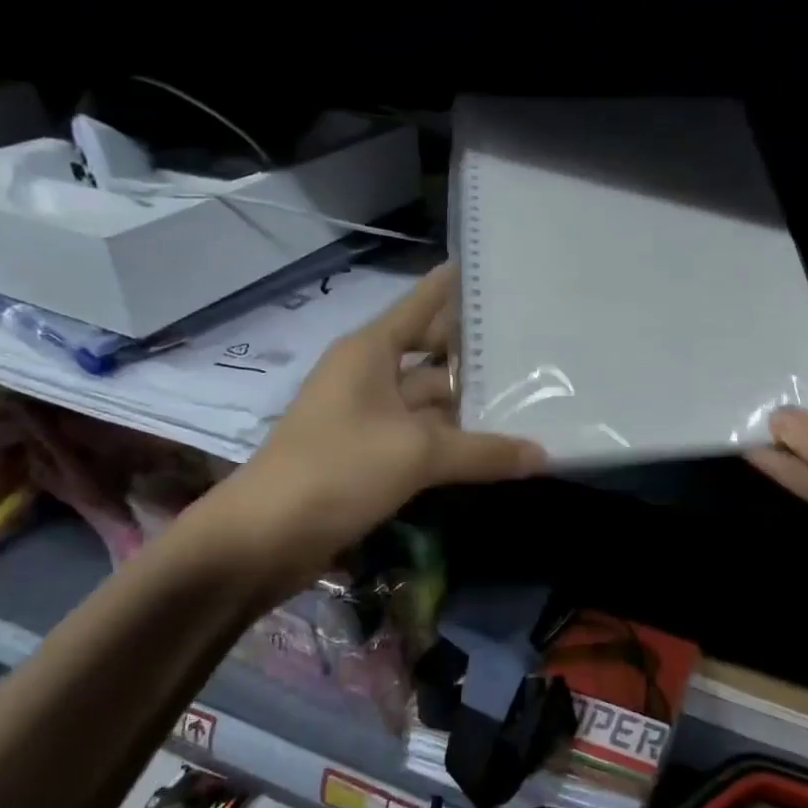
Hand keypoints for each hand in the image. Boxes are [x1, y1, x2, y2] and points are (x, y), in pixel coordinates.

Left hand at [190, 263, 545, 588]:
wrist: (263, 537)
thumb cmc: (336, 469)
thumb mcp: (417, 454)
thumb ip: (483, 451)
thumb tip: (543, 455)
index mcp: (370, 351)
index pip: (421, 303)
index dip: (452, 285)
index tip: (491, 269)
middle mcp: (368, 375)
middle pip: (431, 352)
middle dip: (475, 350)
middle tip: (532, 341)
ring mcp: (368, 416)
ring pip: (429, 399)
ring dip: (469, 401)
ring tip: (528, 393)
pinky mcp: (369, 453)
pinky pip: (422, 434)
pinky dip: (454, 438)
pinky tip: (493, 441)